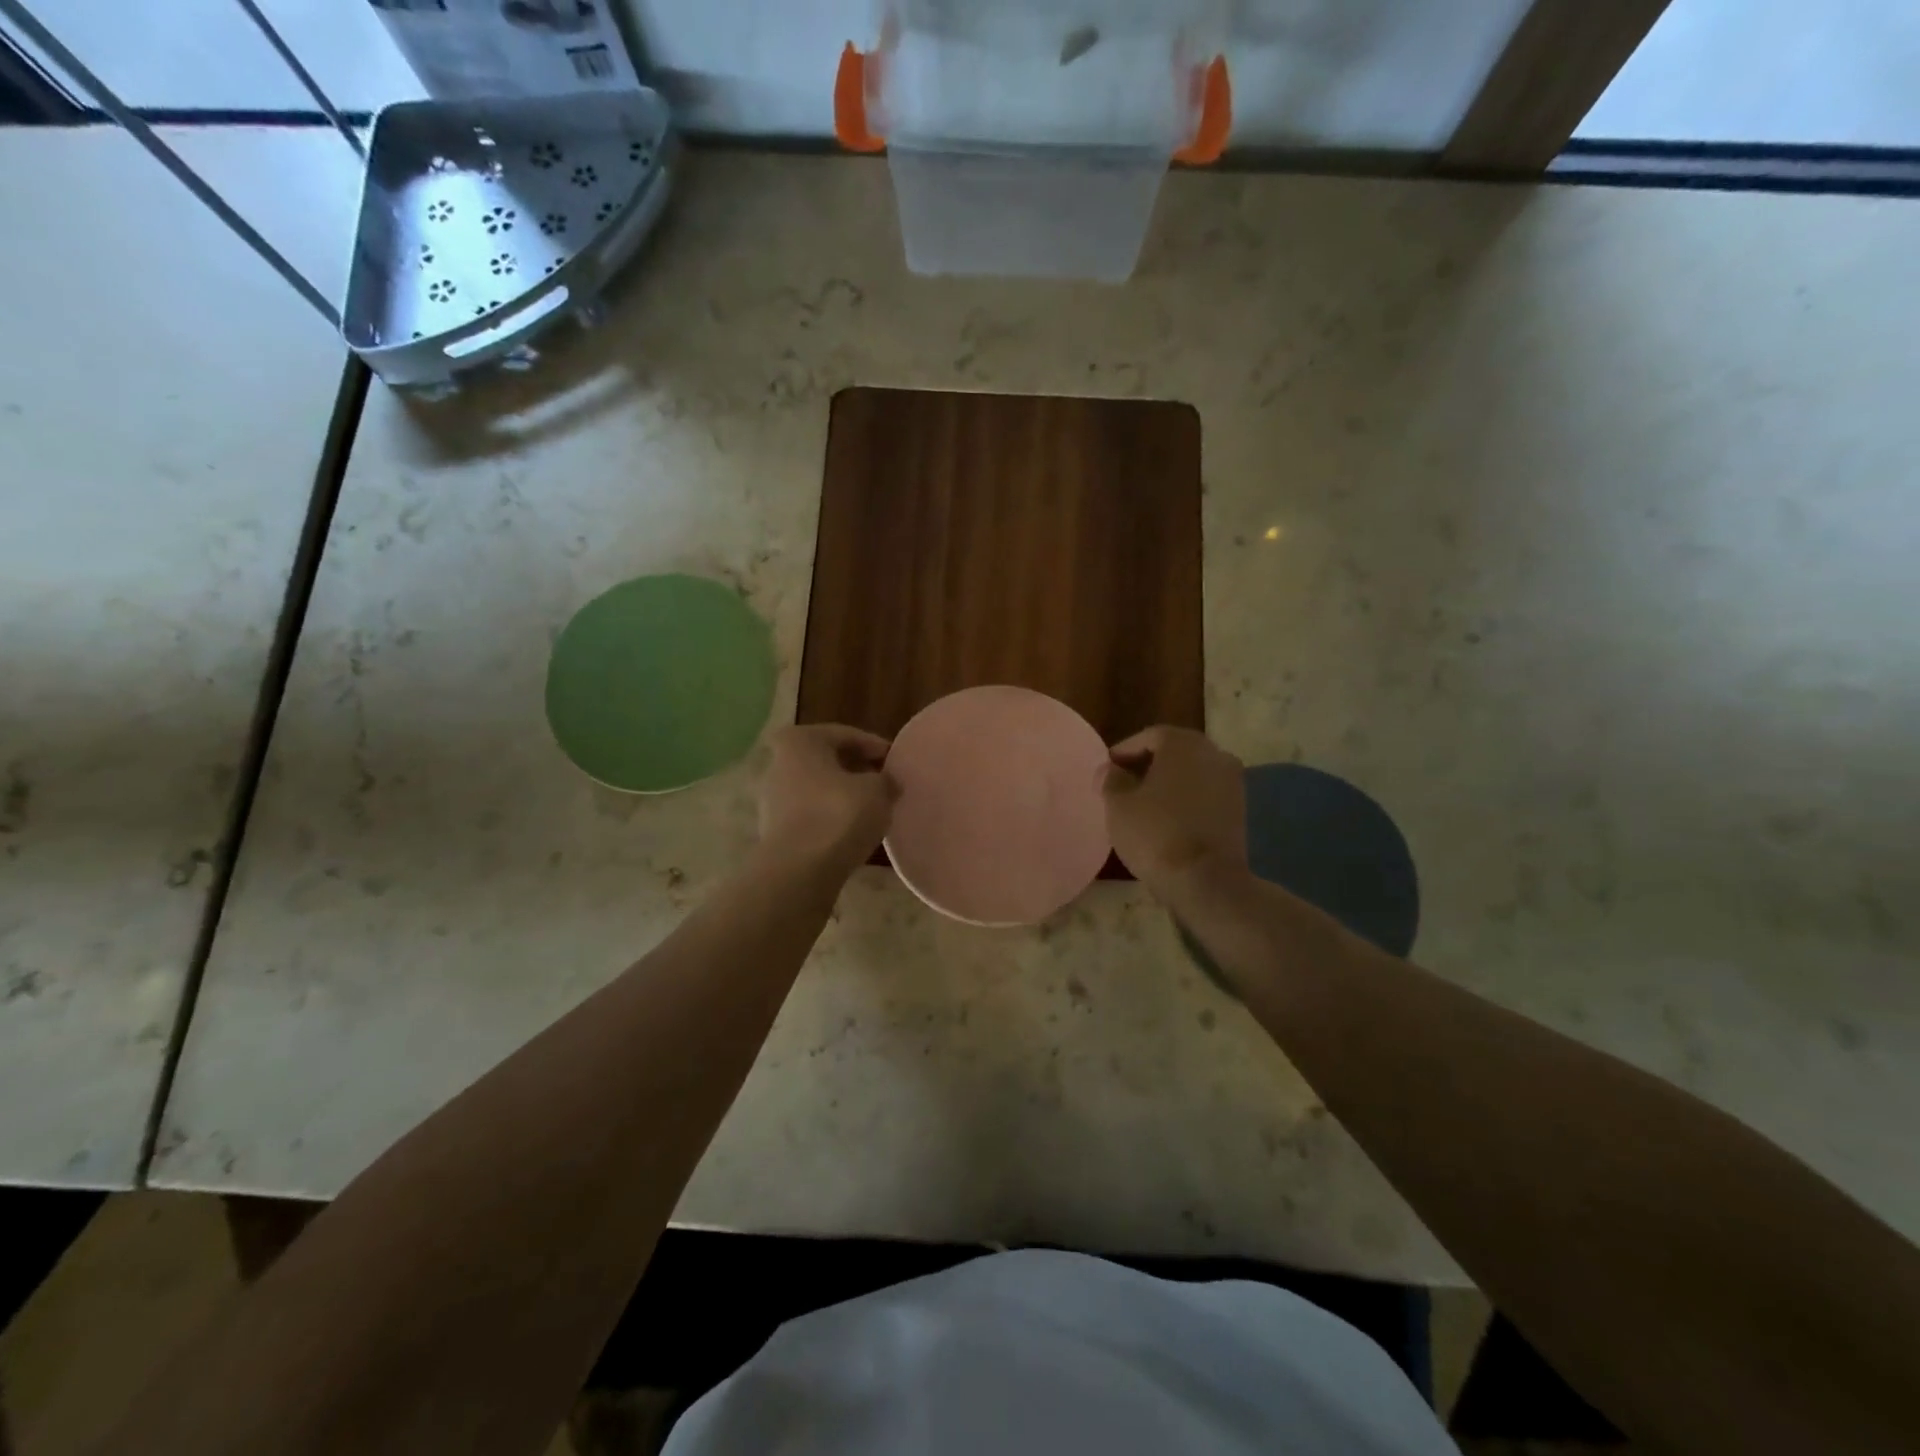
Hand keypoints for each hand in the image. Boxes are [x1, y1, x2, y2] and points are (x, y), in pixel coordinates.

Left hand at [757, 724, 897, 873]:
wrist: (799, 871)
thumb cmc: (839, 815)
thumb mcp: (878, 790)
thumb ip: (886, 780)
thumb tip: (888, 782)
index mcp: (799, 741)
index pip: (846, 735)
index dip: (876, 747)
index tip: (896, 762)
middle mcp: (778, 764)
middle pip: (828, 761)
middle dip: (858, 771)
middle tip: (886, 784)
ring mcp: (772, 799)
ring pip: (819, 790)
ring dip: (844, 796)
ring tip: (873, 810)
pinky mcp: (775, 830)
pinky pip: (812, 815)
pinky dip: (832, 818)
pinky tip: (853, 831)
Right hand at [1102, 727, 1248, 903]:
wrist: (1205, 880)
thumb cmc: (1155, 833)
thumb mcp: (1118, 805)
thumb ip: (1111, 779)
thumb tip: (1111, 770)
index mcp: (1183, 744)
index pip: (1150, 736)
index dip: (1125, 750)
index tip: (1108, 768)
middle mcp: (1214, 753)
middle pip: (1175, 751)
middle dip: (1149, 764)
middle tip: (1125, 783)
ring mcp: (1232, 781)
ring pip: (1193, 773)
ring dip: (1169, 782)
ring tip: (1144, 802)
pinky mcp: (1240, 809)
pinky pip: (1206, 793)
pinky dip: (1187, 799)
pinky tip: (1168, 818)